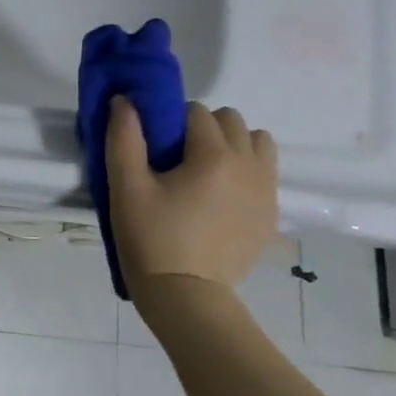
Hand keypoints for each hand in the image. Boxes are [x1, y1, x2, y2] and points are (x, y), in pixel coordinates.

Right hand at [107, 98, 277, 295]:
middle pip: (232, 120)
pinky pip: (265, 173)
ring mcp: (266, 191)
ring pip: (258, 143)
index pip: (197, 112)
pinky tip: (219, 198)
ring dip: (233, 145)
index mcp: (214, 155)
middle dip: (204, 128)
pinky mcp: (271, 214)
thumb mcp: (126, 187)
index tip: (155, 146)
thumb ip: (124, 138)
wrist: (185, 294)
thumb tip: (124, 100)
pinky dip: (246, 172)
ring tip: (205, 172)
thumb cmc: (150, 237)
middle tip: (176, 158)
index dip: (172, 121)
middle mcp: (250, 165)